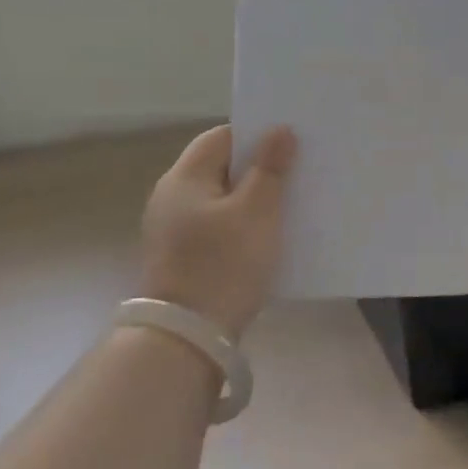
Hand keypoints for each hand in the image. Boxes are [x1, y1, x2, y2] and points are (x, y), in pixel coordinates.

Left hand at [140, 125, 297, 338]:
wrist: (187, 338)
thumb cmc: (224, 265)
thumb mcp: (257, 212)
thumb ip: (270, 168)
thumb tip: (279, 130)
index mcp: (184, 176)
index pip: (222, 136)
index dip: (256, 136)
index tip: (290, 145)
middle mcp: (171, 196)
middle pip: (220, 167)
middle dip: (258, 168)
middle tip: (296, 173)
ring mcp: (172, 229)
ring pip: (220, 198)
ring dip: (251, 199)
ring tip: (288, 205)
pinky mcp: (180, 256)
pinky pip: (216, 226)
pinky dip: (239, 225)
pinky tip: (264, 238)